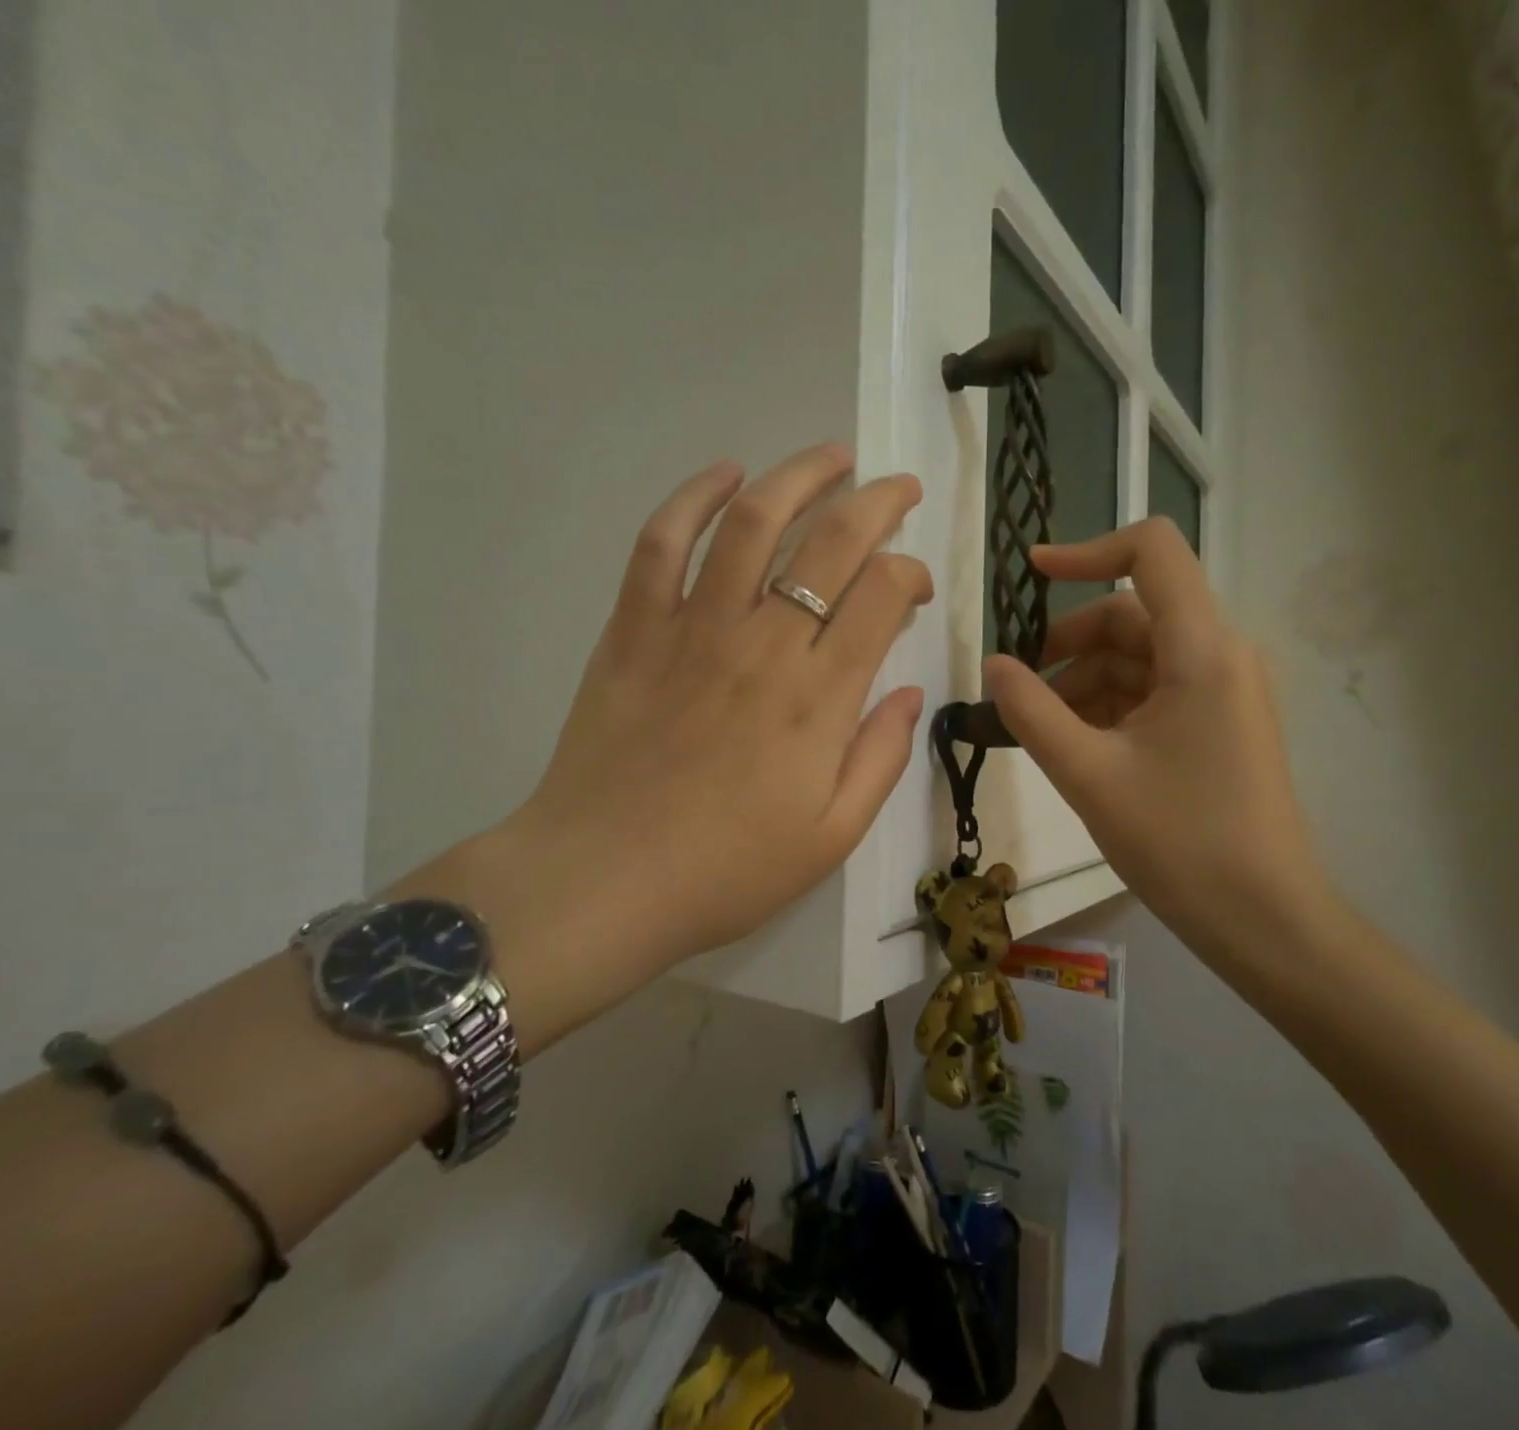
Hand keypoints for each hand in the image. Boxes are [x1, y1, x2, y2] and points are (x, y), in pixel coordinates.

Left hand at [437, 444, 930, 1046]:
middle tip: (898, 489)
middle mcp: (764, 644)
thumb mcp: (832, 835)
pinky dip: (692, 497)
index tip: (914, 586)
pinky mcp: (634, 629)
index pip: (882, 594)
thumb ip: (880, 757)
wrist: (604, 881)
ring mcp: (693, 628)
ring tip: (831, 458)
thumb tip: (908, 691)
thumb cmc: (728, 870)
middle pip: (831, 543)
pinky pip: (661, 544)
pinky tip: (724, 474)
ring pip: (751, 522)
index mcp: (819, 698)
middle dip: (877, 502)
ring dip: (798, 476)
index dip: (910, 573)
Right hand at [981, 519, 1337, 979]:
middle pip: (1133, 615)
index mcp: (1202, 649)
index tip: (1030, 576)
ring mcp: (1224, 691)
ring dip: (1084, 684)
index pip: (1151, 551)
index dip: (1086, 550)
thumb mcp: (1087, 774)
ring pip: (1139, 658)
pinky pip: (1154, 693)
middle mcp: (1221, 655)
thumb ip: (1030, 711)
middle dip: (1069, 645)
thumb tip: (993, 664)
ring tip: (1043, 734)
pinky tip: (1076, 748)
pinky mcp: (1220, 724)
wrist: (1263, 919)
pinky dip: (1110, 707)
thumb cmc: (1178, 841)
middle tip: (1020, 693)